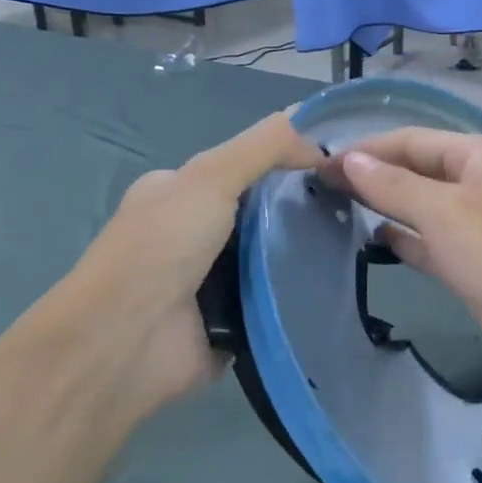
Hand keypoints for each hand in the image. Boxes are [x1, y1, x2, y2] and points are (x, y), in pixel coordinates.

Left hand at [50, 112, 322, 417]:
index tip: (337, 168)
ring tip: (355, 245)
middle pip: (262, 213)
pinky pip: (275, 300)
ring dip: (304, 254)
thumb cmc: (161, 247)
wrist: (126, 342)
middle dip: (302, 210)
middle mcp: (190, 235)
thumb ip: (265, 147)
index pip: (244, 167)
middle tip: (352, 208)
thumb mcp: (211, 176)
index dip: (288, 162)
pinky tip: (333, 285)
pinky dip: (297, 295)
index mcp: (177, 194)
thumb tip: (321, 140)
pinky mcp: (230, 322)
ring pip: (272, 257)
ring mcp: (209, 281)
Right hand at [319, 128, 481, 390]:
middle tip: (316, 191)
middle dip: (371, 177)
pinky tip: (374, 241)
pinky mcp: (476, 265)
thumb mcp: (446, 214)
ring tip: (334, 211)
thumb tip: (350, 159)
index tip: (315, 167)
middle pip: (415, 172)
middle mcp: (477, 184)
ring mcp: (478, 226)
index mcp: (477, 156)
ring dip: (385, 208)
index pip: (408, 141)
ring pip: (422, 209)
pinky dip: (405, 241)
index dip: (363, 151)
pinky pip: (432, 244)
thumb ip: (394, 186)